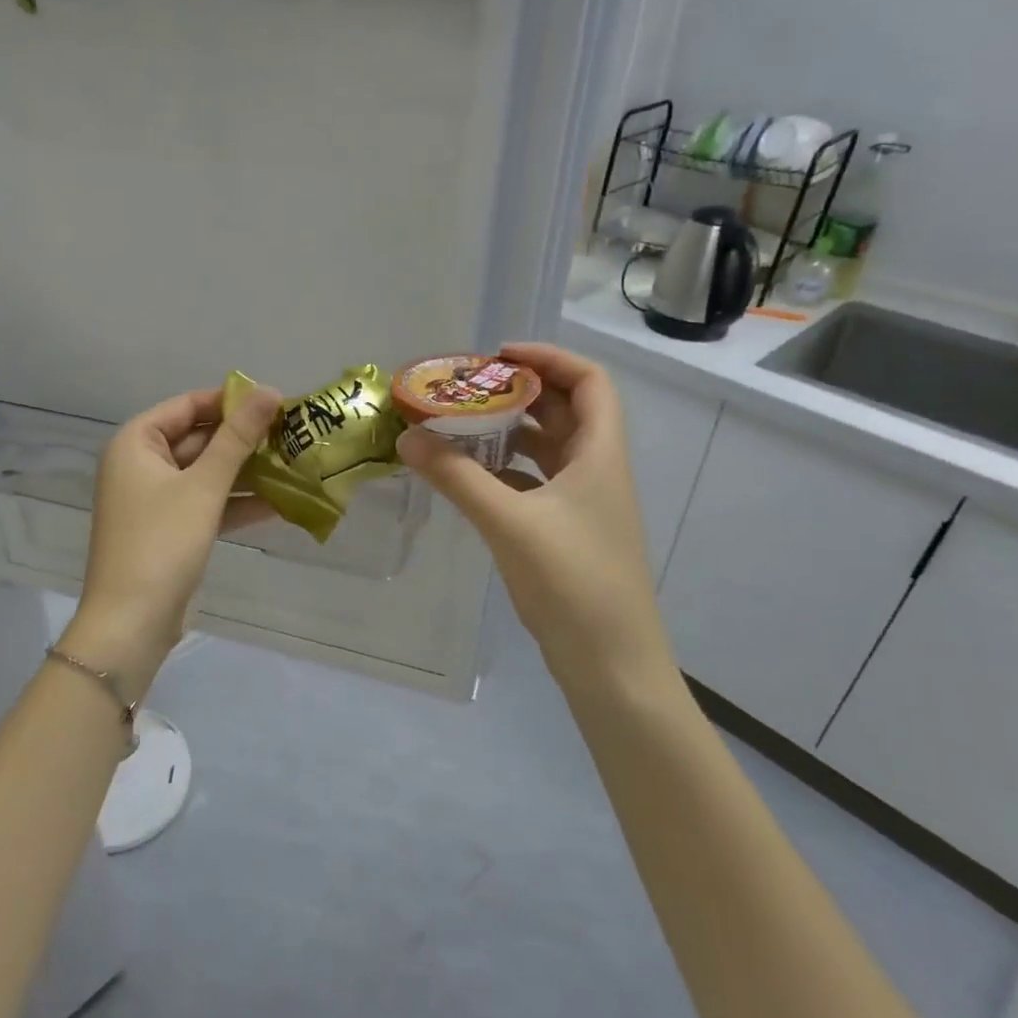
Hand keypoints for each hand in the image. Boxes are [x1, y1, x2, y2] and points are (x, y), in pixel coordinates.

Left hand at [64, 383, 281, 689]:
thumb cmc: (162, 542)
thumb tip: (269, 391)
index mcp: (136, 442)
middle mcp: (140, 464)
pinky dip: (235, 503)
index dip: (230, 401)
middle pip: (198, 439)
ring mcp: (154, 499)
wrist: (131, 622)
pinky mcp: (169, 530)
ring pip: (205, 474)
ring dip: (245, 472)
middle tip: (292, 434)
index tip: (275, 402)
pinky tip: (278, 503)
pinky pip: (205, 504)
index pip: (187, 405)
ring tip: (294, 464)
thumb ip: (237, 438)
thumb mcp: (204, 486)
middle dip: (243, 440)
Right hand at [396, 342, 672, 686]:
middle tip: (465, 389)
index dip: (547, 357)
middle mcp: (596, 469)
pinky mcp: (566, 531)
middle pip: (563, 410)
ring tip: (459, 426)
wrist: (609, 661)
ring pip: (547, 448)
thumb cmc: (571, 581)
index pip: (588, 381)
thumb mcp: (508, 522)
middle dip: (517, 392)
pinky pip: (534, 483)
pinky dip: (505, 471)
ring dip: (508, 432)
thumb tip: (408, 438)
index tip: (496, 356)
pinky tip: (469, 477)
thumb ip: (457, 477)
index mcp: (599, 453)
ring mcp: (583, 503)